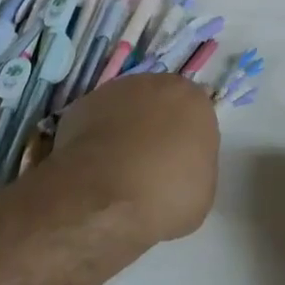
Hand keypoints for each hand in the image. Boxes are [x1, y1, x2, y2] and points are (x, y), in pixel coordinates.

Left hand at [46, 75, 220, 247]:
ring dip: (126, 128)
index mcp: (194, 101)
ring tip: (118, 168)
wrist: (102, 199)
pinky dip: (97, 138)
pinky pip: (97, 120)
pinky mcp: (82, 104)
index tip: (179, 166)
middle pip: (161, 104)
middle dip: (157, 127)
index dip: (187, 142)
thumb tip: (179, 165)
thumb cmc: (164, 196)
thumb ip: (195, 165)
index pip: (196, 116)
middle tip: (150, 164)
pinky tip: (94, 167)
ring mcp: (117, 90)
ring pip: (128, 108)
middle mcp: (158, 84)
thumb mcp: (201, 191)